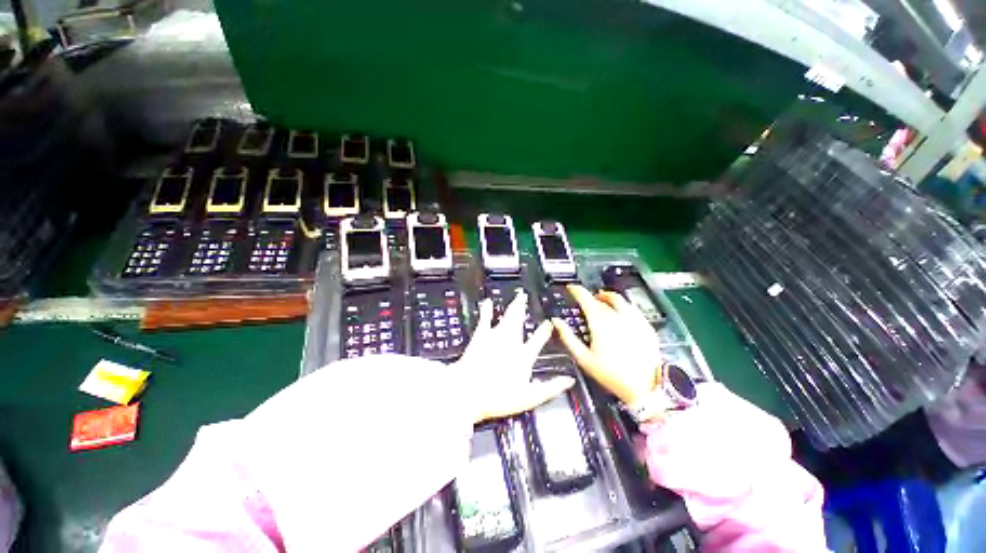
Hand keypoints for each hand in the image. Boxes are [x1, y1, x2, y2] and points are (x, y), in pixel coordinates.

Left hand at [456, 291, 574, 423]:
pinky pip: (485, 318)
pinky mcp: (480, 336)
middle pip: (520, 321)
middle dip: (524, 308)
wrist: (468, 392)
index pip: (539, 339)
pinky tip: (487, 301)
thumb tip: (569, 381)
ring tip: (518, 295)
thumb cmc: (498, 397)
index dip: (545, 330)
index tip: (549, 322)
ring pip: (508, 316)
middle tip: (527, 296)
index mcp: (524, 355)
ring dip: (513, 305)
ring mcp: (496, 336)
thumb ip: (550, 388)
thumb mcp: (529, 397)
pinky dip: (487, 309)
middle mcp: (512, 341)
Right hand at [553, 285, 661, 405]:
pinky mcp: (646, 326)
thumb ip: (568, 337)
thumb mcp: (584, 358)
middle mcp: (618, 317)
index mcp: (601, 323)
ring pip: (619, 299)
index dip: (577, 290)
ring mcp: (634, 320)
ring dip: (608, 297)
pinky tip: (620, 313)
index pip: (586, 298)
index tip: (572, 288)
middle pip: (602, 298)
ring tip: (602, 301)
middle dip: (592, 296)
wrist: (646, 387)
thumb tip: (557, 322)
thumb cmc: (612, 374)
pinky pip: (632, 308)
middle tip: (586, 300)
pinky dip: (623, 306)